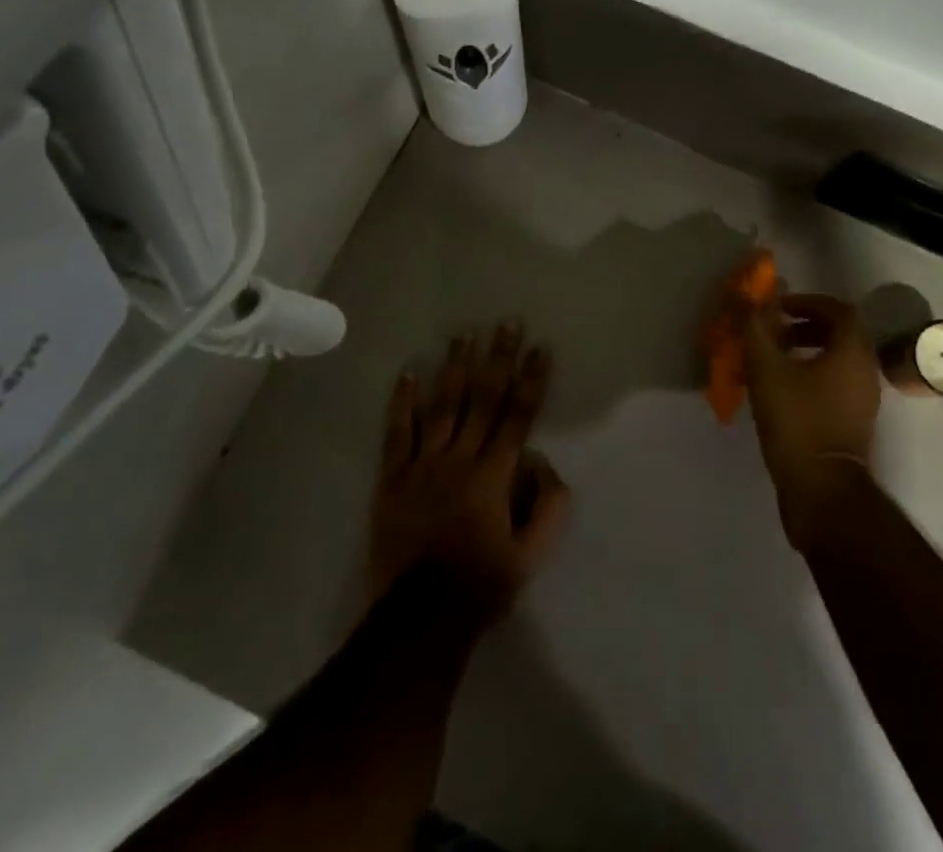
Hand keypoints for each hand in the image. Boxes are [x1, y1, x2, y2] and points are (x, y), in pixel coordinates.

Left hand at [367, 323, 570, 622]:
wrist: (418, 620)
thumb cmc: (480, 586)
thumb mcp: (530, 556)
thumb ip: (548, 508)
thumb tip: (546, 464)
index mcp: (494, 476)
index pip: (518, 416)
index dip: (531, 380)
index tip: (540, 348)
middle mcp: (460, 459)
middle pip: (483, 399)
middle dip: (498, 358)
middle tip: (506, 323)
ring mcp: (423, 465)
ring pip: (442, 406)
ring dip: (455, 367)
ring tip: (464, 334)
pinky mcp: (393, 478)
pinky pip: (398, 433)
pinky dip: (403, 403)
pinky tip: (409, 373)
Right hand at [742, 293, 882, 549]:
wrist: (822, 491)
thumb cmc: (797, 421)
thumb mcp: (767, 369)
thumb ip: (755, 328)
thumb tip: (746, 296)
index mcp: (852, 352)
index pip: (839, 310)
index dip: (808, 301)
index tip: (779, 307)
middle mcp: (865, 371)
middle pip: (841, 333)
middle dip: (805, 325)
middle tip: (774, 329)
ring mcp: (863, 400)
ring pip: (838, 360)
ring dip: (807, 350)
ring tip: (772, 358)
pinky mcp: (854, 422)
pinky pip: (836, 383)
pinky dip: (811, 374)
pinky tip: (781, 388)